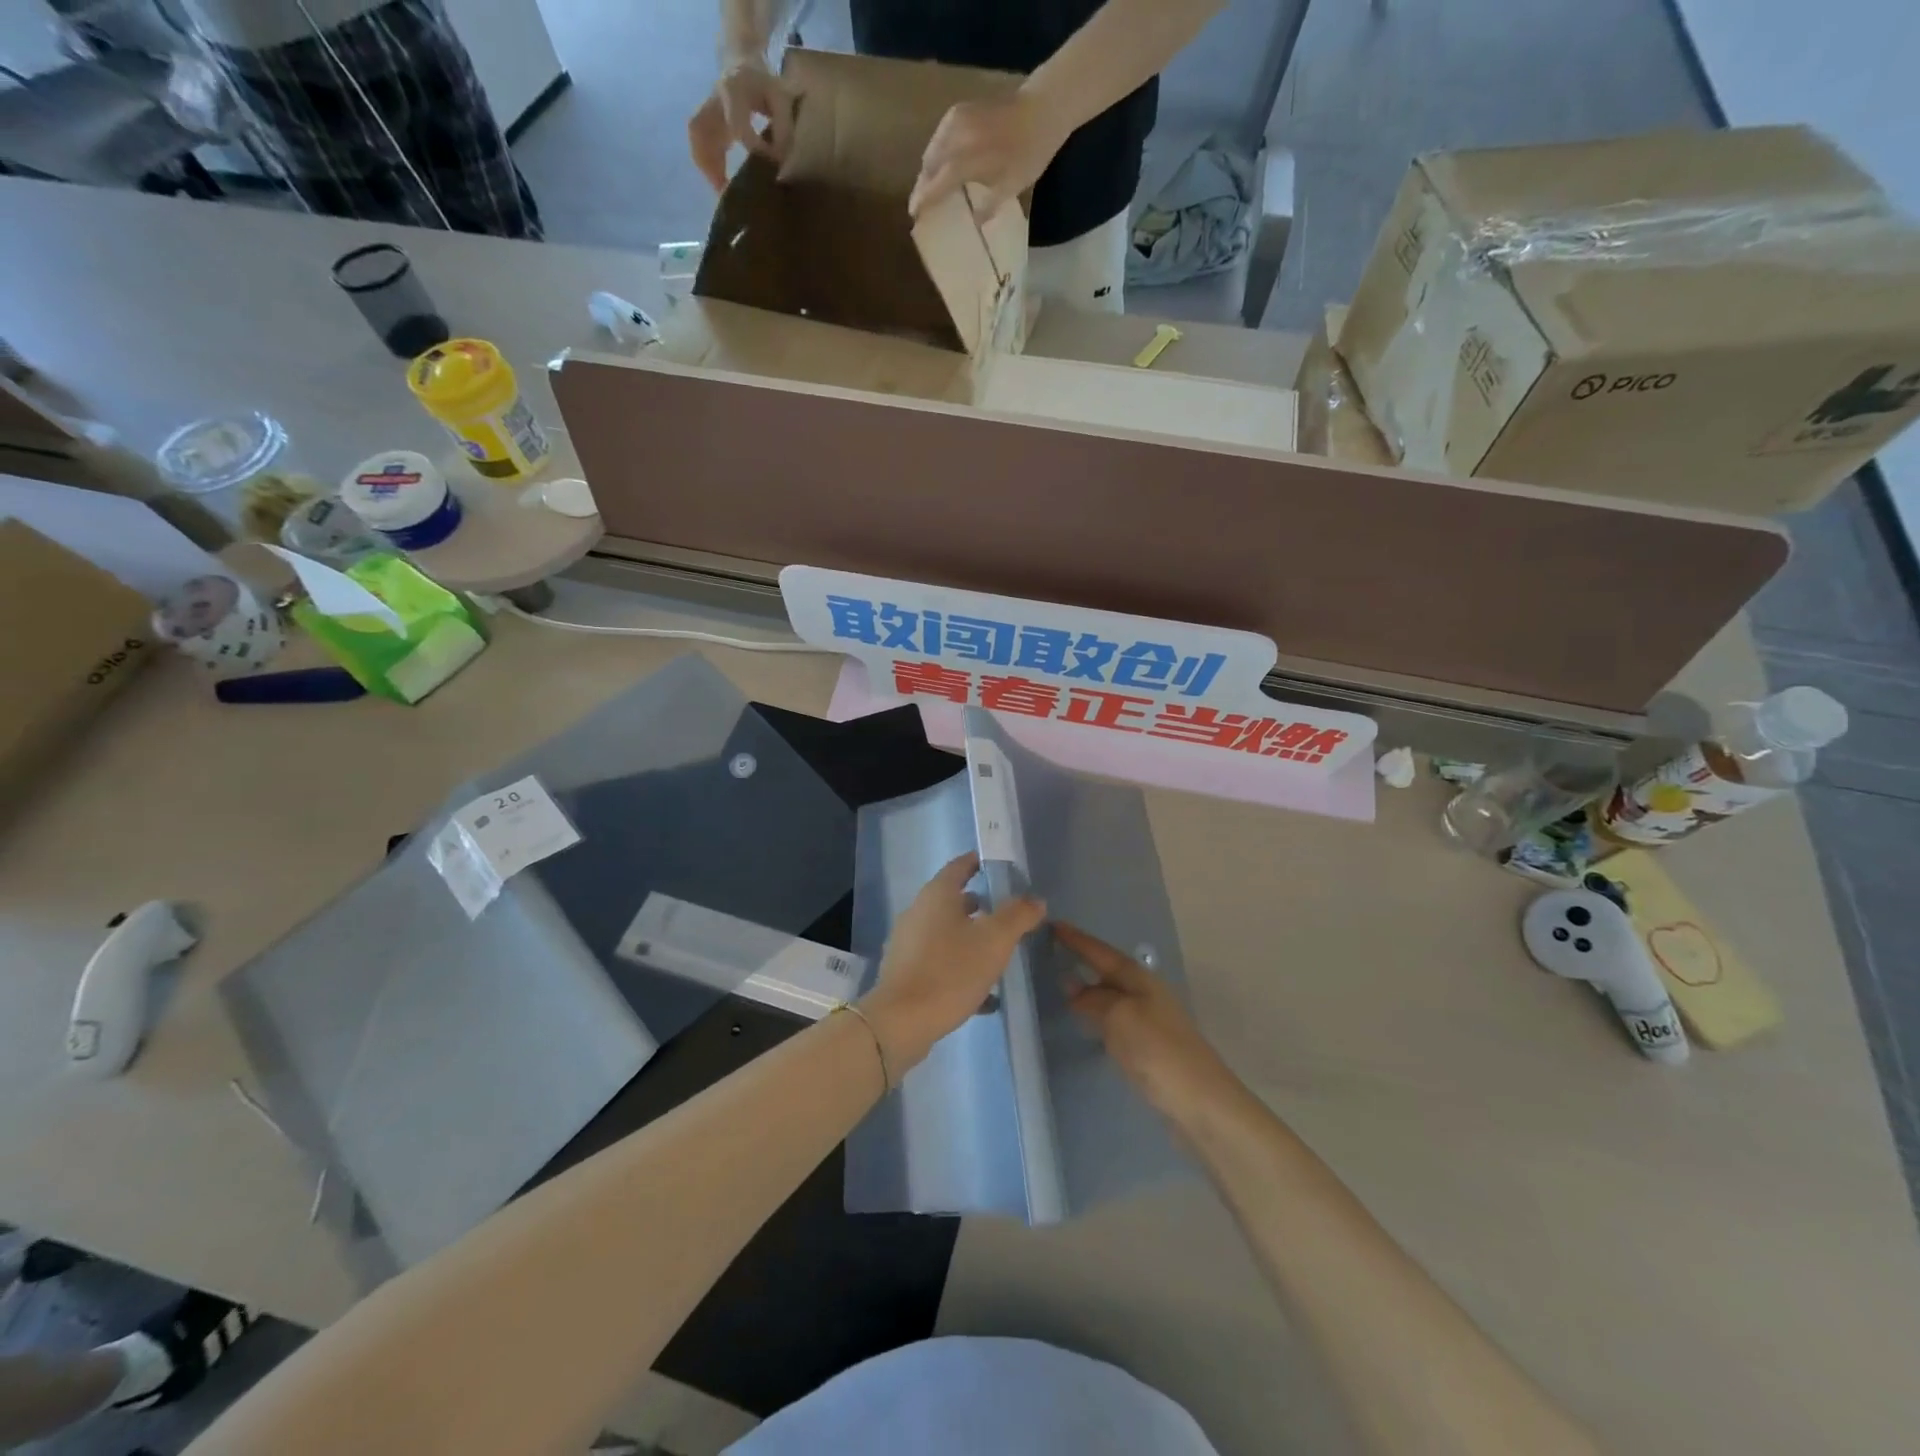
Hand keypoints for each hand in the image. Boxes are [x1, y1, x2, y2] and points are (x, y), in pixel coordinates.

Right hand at [688, 57, 794, 191]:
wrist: (742, 63)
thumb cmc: (765, 84)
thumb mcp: (781, 99)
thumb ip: (783, 129)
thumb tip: (779, 162)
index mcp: (733, 90)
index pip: (738, 126)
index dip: (753, 148)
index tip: (769, 164)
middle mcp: (714, 99)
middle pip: (704, 132)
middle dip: (714, 163)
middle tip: (729, 191)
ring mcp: (706, 110)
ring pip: (697, 140)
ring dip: (707, 167)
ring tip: (722, 192)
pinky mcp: (705, 121)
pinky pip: (699, 144)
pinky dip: (706, 165)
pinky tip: (718, 183)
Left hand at [860, 854, 1044, 1073]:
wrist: (902, 1021)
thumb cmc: (951, 971)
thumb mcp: (995, 941)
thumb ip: (1018, 916)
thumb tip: (1035, 900)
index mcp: (937, 895)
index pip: (959, 866)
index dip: (978, 863)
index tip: (999, 867)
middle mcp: (918, 912)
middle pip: (952, 900)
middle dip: (980, 905)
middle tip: (1007, 914)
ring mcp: (908, 943)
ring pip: (946, 932)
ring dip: (971, 938)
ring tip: (998, 953)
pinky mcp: (905, 971)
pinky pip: (939, 961)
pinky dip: (960, 967)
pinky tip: (983, 994)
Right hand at [907, 90, 1069, 219]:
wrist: (1041, 108)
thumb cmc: (1029, 152)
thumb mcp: (1012, 186)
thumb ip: (989, 205)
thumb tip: (975, 221)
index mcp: (966, 160)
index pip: (937, 184)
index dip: (924, 201)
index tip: (915, 216)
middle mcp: (955, 138)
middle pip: (929, 165)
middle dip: (923, 185)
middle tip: (920, 204)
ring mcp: (955, 120)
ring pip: (932, 149)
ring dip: (928, 169)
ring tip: (928, 187)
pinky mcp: (960, 110)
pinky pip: (940, 136)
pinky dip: (937, 152)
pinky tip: (941, 163)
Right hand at [1056, 922, 1241, 1124]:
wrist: (1200, 1102)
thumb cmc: (1157, 1050)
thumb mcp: (1119, 1017)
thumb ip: (1093, 999)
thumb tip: (1072, 986)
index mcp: (1139, 978)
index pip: (1100, 951)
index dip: (1076, 939)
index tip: (1053, 923)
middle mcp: (1145, 991)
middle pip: (1108, 969)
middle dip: (1082, 959)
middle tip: (1051, 950)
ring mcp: (1149, 1018)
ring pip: (1111, 994)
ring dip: (1089, 987)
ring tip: (1061, 983)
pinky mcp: (1149, 1045)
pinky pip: (1115, 1017)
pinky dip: (1097, 1012)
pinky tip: (1085, 1020)